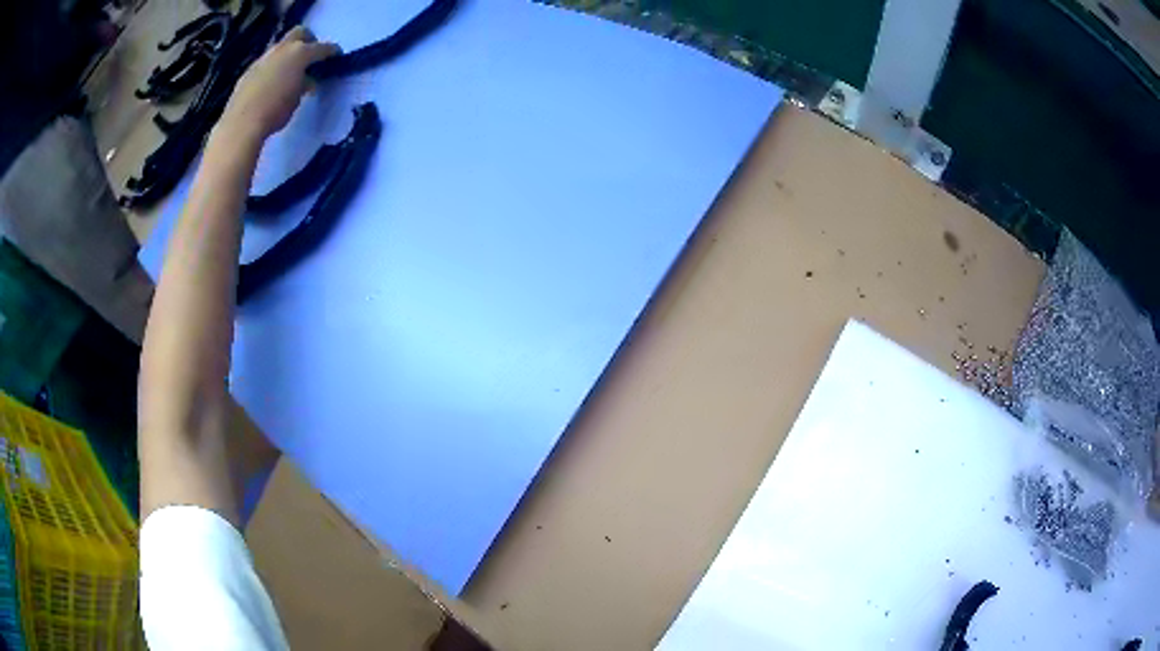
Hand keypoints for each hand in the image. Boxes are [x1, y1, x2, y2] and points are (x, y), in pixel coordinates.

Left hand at [218, 27, 339, 142]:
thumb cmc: (275, 111)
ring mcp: (263, 58)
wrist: (241, 124)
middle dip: (308, 41)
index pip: (322, 47)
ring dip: (287, 55)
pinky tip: (271, 84)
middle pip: (299, 33)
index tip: (336, 57)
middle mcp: (282, 49)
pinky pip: (266, 63)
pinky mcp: (249, 71)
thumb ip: (305, 84)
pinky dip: (273, 68)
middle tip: (311, 56)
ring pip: (280, 47)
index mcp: (300, 53)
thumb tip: (307, 80)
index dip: (331, 52)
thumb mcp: (297, 98)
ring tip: (289, 73)